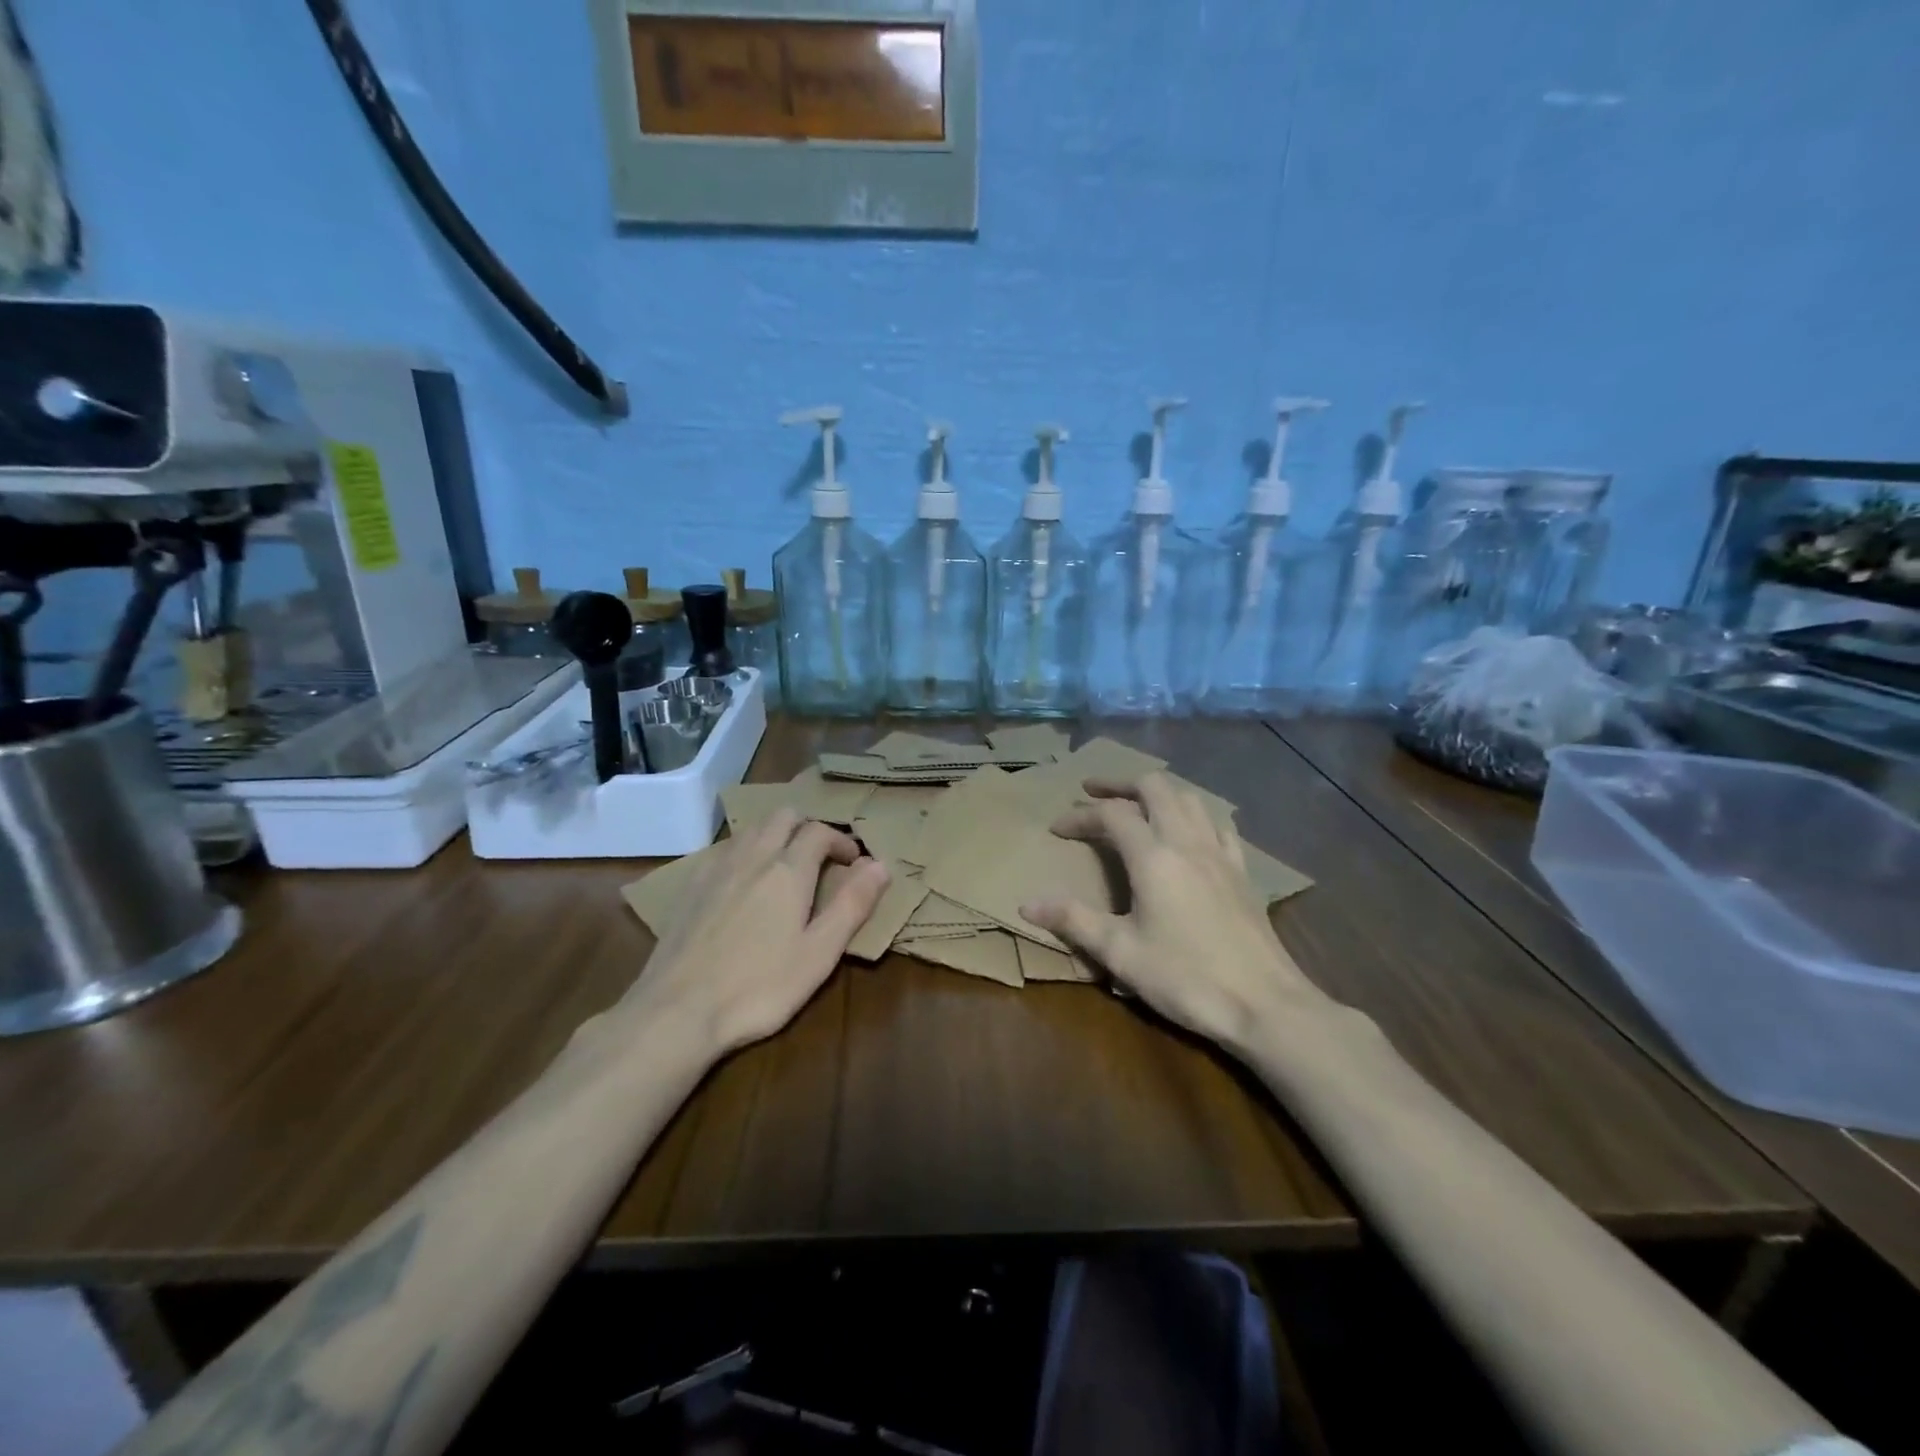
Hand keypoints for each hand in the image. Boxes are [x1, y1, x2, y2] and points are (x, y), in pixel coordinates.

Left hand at [630, 810, 890, 1054]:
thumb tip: (880, 864)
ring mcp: (715, 868)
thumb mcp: (819, 953)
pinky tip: (742, 883)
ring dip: (775, 835)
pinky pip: (724, 849)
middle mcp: (752, 857)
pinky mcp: (689, 886)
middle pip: (783, 816)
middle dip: (807, 827)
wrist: (676, 1011)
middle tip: (821, 858)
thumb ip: (852, 905)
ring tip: (785, 867)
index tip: (853, 863)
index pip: (820, 831)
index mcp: (788, 870)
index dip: (841, 840)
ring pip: (751, 828)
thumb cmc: (759, 987)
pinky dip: (744, 851)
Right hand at [1021, 773, 1328, 1051]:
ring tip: (1135, 806)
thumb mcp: (1120, 953)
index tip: (1056, 828)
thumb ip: (1074, 921)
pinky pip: (1216, 825)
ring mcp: (1220, 854)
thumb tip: (1027, 904)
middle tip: (1093, 792)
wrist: (1265, 1005)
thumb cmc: (1187, 978)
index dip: (1080, 815)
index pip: (1111, 815)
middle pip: (1155, 787)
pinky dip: (1193, 816)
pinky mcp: (1241, 872)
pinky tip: (1187, 833)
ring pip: (1189, 798)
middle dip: (1120, 784)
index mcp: (1154, 857)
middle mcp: (1187, 842)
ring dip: (1157, 793)